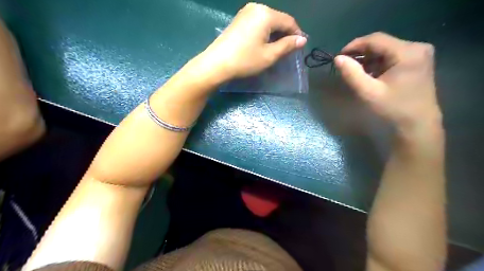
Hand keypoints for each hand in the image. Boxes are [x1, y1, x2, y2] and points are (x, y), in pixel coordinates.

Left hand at [199, 2, 304, 79]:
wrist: (216, 63)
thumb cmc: (245, 60)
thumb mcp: (269, 55)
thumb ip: (287, 45)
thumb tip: (302, 39)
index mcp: (266, 14)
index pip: (289, 21)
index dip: (297, 34)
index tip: (299, 47)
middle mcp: (256, 7)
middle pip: (278, 19)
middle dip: (285, 34)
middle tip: (288, 50)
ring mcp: (245, 12)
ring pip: (268, 21)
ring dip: (275, 33)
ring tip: (276, 48)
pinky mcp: (239, 19)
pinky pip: (258, 23)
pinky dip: (265, 32)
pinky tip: (264, 43)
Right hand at [337, 33, 440, 138]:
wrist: (417, 125)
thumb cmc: (393, 109)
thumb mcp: (368, 92)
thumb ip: (351, 74)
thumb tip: (337, 58)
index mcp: (407, 52)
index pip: (375, 39)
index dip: (354, 45)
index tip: (338, 57)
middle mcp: (416, 47)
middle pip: (381, 44)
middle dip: (361, 54)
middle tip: (345, 66)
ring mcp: (419, 54)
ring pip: (385, 50)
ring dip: (368, 60)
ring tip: (355, 72)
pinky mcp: (417, 62)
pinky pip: (391, 57)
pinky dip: (377, 64)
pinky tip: (369, 75)